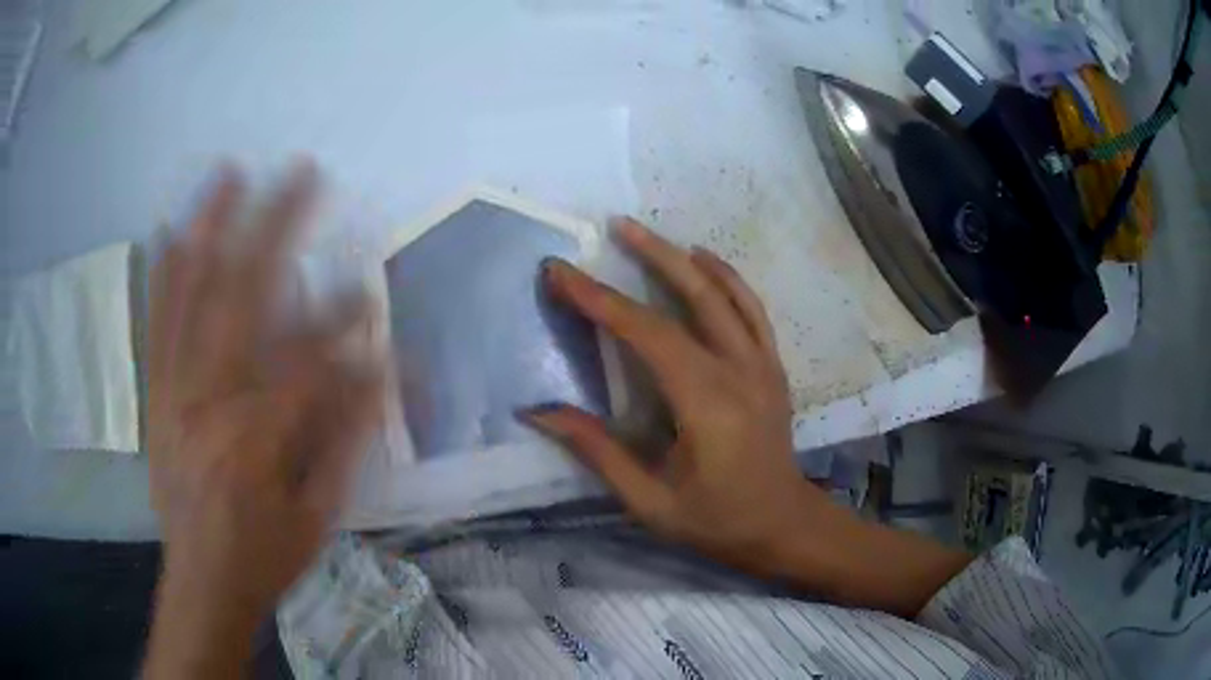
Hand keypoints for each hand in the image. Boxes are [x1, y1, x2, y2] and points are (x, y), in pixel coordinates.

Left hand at [144, 164, 384, 676]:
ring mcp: (176, 391)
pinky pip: (158, 324)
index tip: (369, 286)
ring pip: (191, 294)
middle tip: (302, 171)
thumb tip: (376, 369)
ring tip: (230, 173)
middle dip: (277, 225)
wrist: (203, 583)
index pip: (310, 356)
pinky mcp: (158, 395)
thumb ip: (343, 435)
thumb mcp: (319, 512)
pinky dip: (165, 273)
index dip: (345, 316)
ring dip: (212, 227)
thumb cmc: (266, 554)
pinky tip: (171, 230)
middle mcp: (210, 399)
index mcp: (259, 436)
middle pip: (244, 294)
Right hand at [525, 218, 970, 614]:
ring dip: (686, 258)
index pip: (646, 334)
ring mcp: (762, 364)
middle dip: (649, 257)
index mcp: (706, 404)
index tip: (561, 272)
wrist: (783, 524)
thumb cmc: (717, 521)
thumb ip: (597, 452)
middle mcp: (739, 372)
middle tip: (614, 226)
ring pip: (725, 294)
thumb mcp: (650, 502)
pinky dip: (728, 278)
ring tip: (649, 234)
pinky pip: (751, 309)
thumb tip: (538, 413)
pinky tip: (705, 261)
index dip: (599, 300)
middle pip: (692, 297)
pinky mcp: (772, 367)